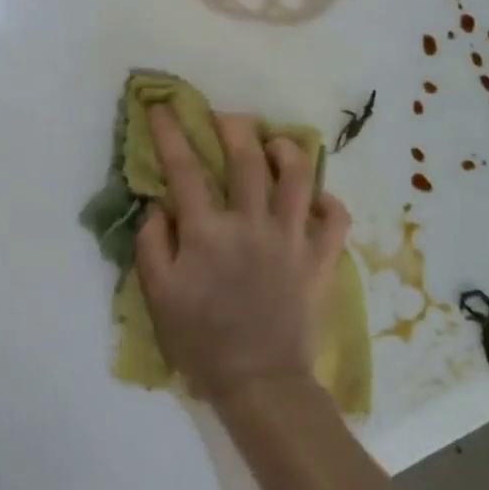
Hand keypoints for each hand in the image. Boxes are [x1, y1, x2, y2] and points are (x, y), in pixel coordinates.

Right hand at [135, 104, 350, 404]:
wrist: (259, 382)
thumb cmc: (201, 339)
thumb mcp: (158, 294)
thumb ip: (152, 243)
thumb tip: (159, 205)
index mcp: (207, 232)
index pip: (184, 168)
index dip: (170, 132)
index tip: (161, 107)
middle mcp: (251, 224)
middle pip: (246, 158)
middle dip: (233, 126)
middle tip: (225, 117)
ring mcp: (291, 240)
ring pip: (299, 178)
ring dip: (287, 150)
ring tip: (276, 143)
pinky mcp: (319, 260)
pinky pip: (335, 220)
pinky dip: (329, 201)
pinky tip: (316, 198)